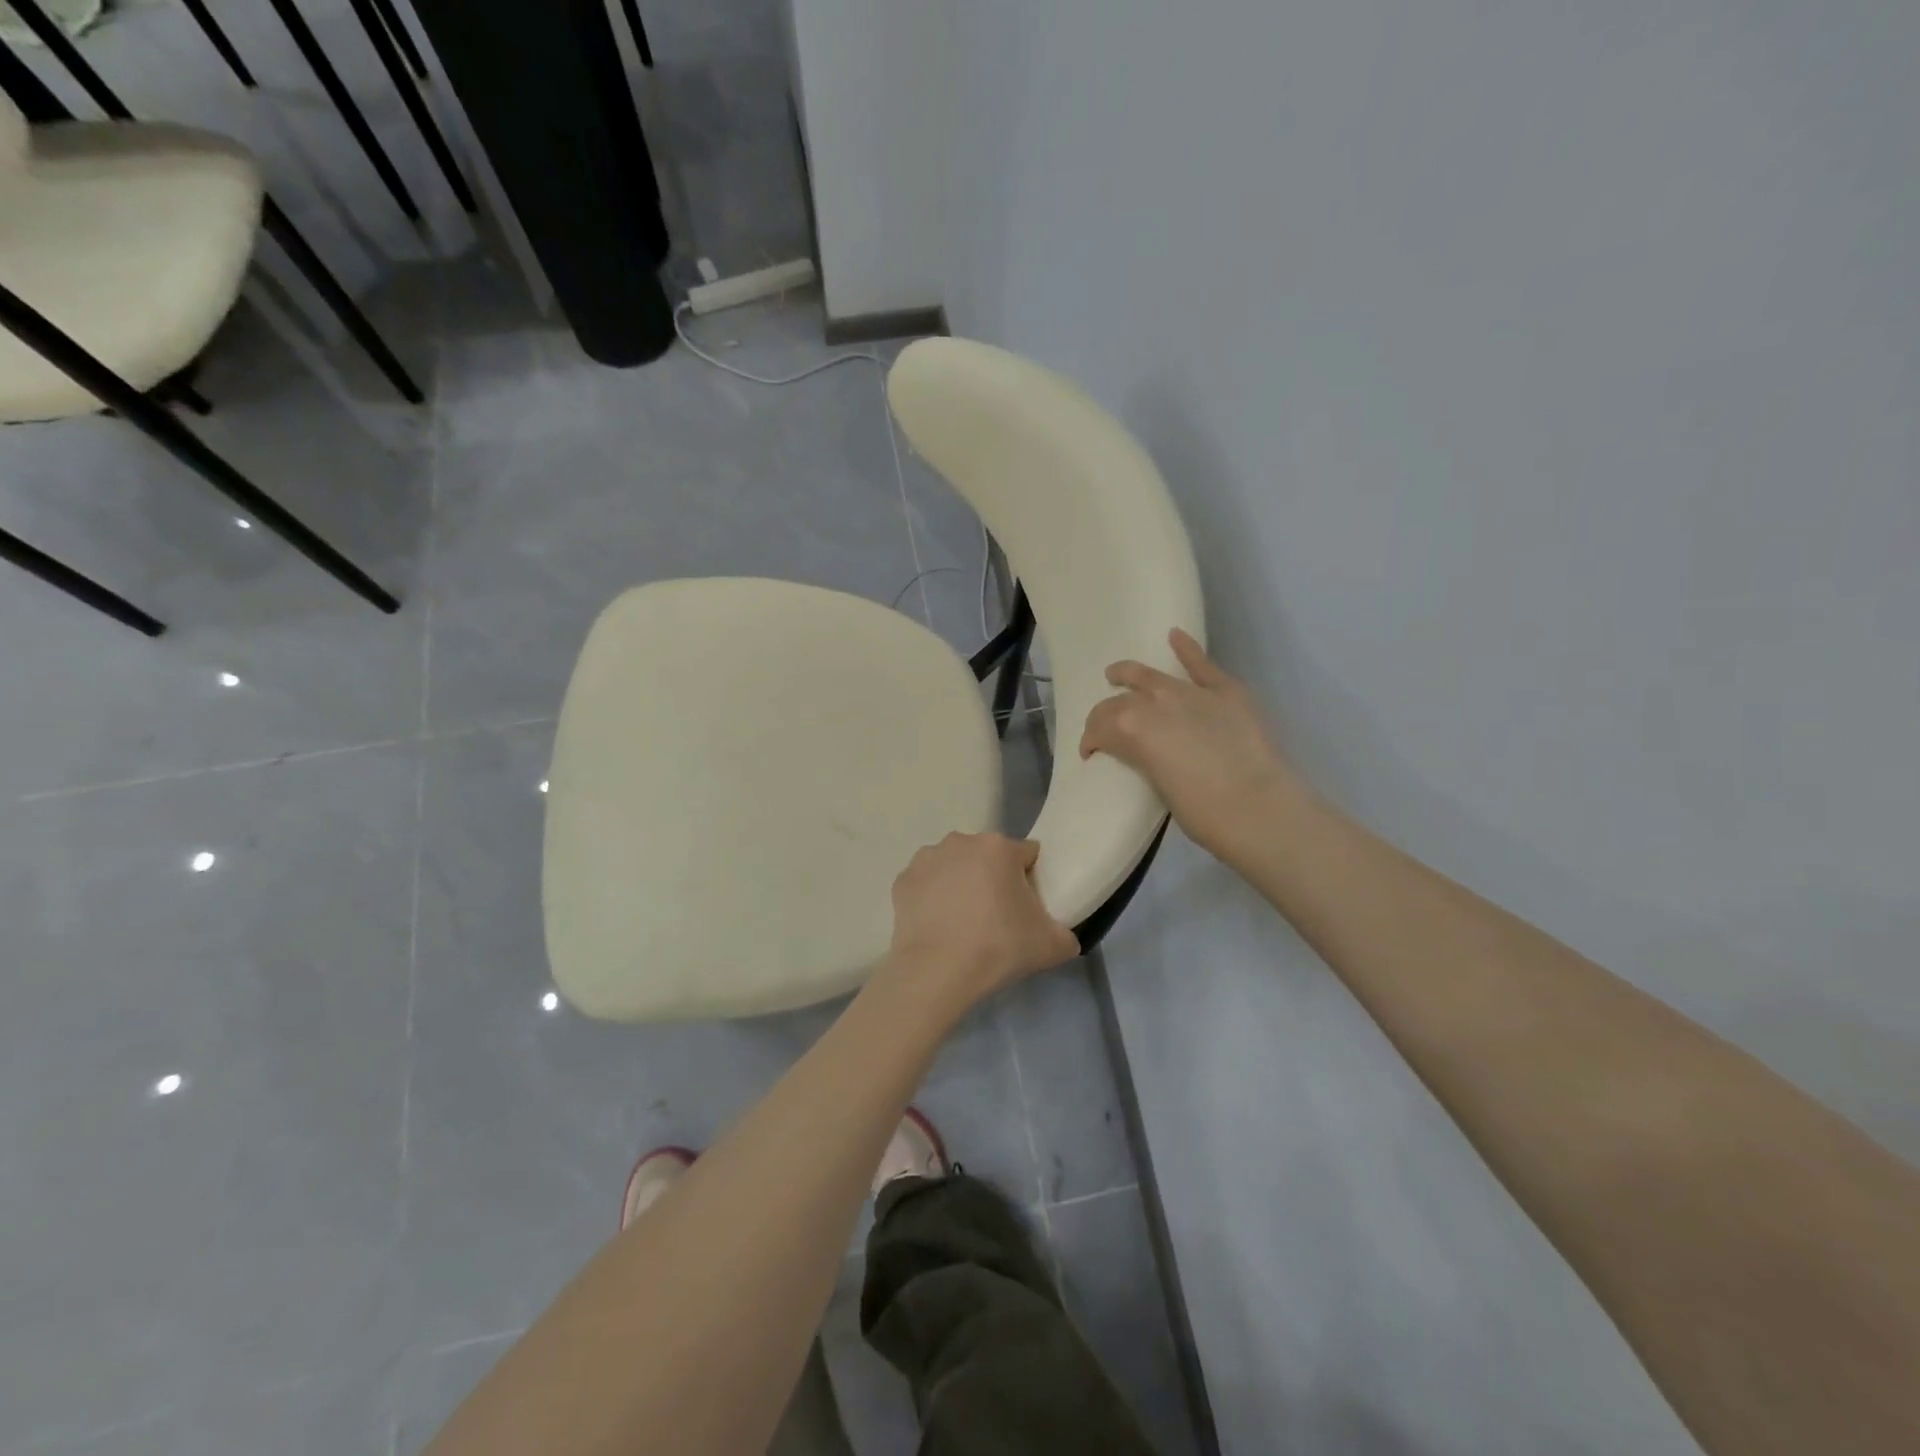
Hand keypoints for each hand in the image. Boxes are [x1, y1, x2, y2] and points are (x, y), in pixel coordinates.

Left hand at [883, 833, 1079, 1010]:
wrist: (936, 972)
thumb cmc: (998, 948)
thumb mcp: (1051, 946)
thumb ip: (1066, 935)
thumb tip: (1064, 937)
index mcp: (999, 848)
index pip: (1027, 856)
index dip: (1031, 880)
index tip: (1028, 908)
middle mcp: (961, 841)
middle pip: (988, 857)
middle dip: (994, 879)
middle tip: (997, 918)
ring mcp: (927, 858)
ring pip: (955, 867)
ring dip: (961, 884)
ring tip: (964, 924)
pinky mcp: (902, 880)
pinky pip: (927, 884)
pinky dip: (933, 898)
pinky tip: (938, 926)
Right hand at [1080, 629, 1304, 860]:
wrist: (1258, 809)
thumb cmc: (1203, 814)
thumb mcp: (1158, 787)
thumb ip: (1146, 761)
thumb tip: (1148, 755)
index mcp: (1131, 731)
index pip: (1100, 727)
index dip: (1091, 740)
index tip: (1091, 753)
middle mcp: (1155, 702)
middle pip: (1120, 702)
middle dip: (1106, 714)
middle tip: (1105, 727)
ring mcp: (1191, 693)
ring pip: (1151, 676)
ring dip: (1130, 674)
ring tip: (1117, 674)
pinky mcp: (1226, 691)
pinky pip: (1202, 665)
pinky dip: (1187, 649)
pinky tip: (1175, 636)